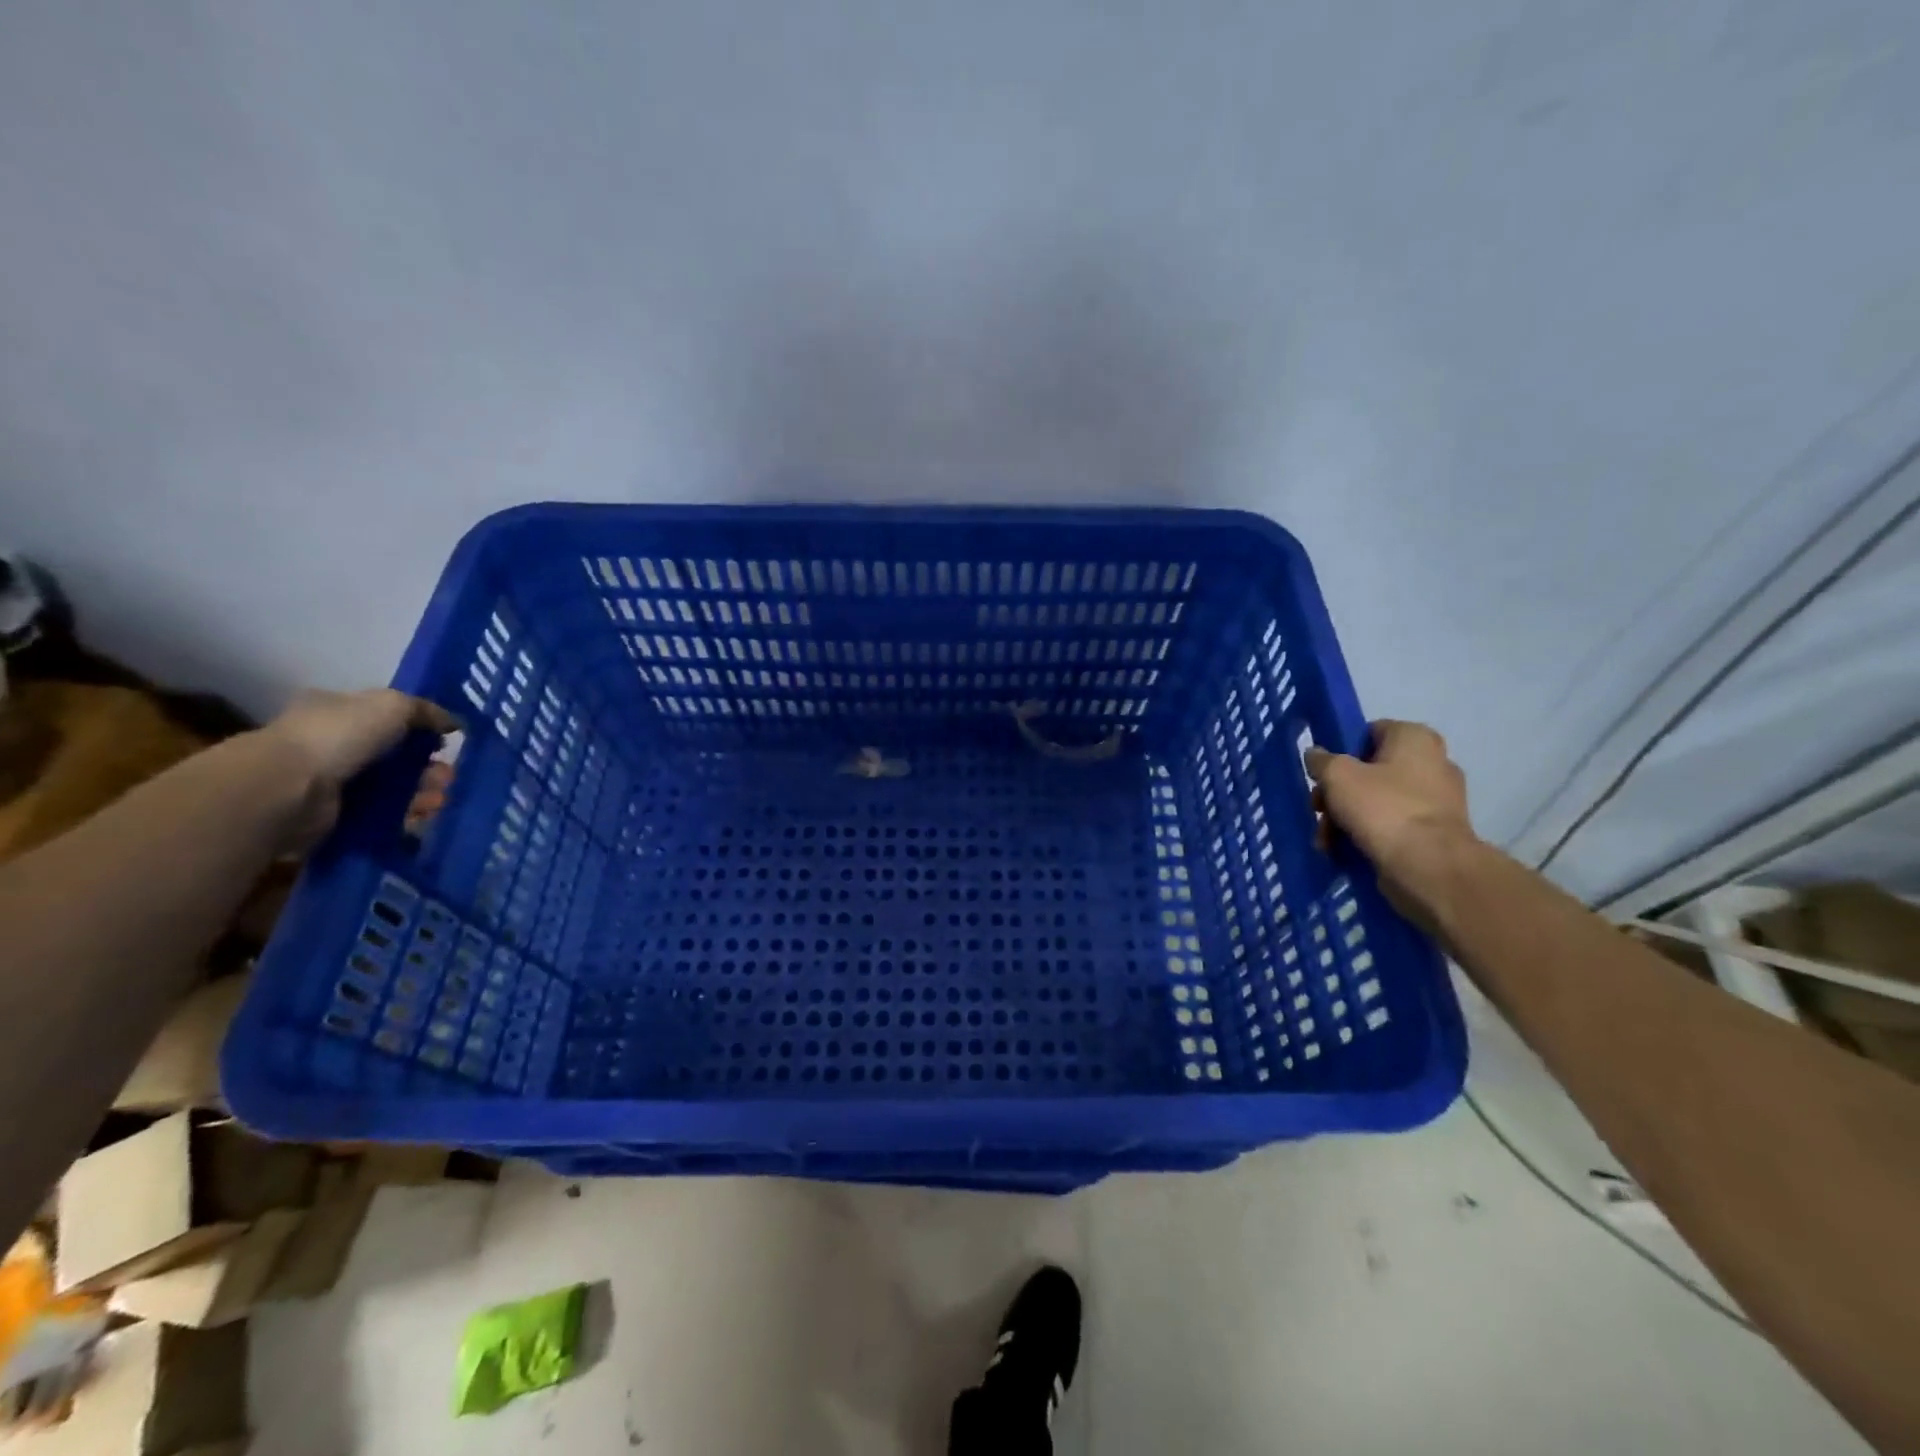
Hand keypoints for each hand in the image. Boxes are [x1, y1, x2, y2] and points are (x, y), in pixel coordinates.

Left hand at [261, 689, 458, 851]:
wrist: (286, 789)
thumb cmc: (337, 736)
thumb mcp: (391, 705)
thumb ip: (426, 711)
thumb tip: (454, 723)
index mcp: (336, 711)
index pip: (383, 716)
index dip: (418, 727)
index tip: (446, 740)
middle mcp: (331, 744)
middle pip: (393, 755)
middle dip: (426, 764)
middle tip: (449, 774)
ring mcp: (331, 782)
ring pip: (391, 786)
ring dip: (422, 791)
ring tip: (442, 797)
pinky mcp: (334, 817)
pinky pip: (381, 815)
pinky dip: (407, 815)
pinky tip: (426, 815)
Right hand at [1305, 720, 1476, 918]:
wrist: (1427, 866)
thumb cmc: (1382, 808)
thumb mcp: (1337, 775)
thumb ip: (1321, 760)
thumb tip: (1316, 755)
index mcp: (1415, 738)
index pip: (1369, 732)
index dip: (1341, 751)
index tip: (1322, 773)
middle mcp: (1433, 763)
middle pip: (1369, 771)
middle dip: (1338, 793)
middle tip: (1319, 810)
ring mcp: (1437, 801)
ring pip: (1376, 801)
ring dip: (1345, 818)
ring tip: (1326, 839)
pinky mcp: (1434, 833)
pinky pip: (1391, 826)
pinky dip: (1366, 835)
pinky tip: (1343, 850)